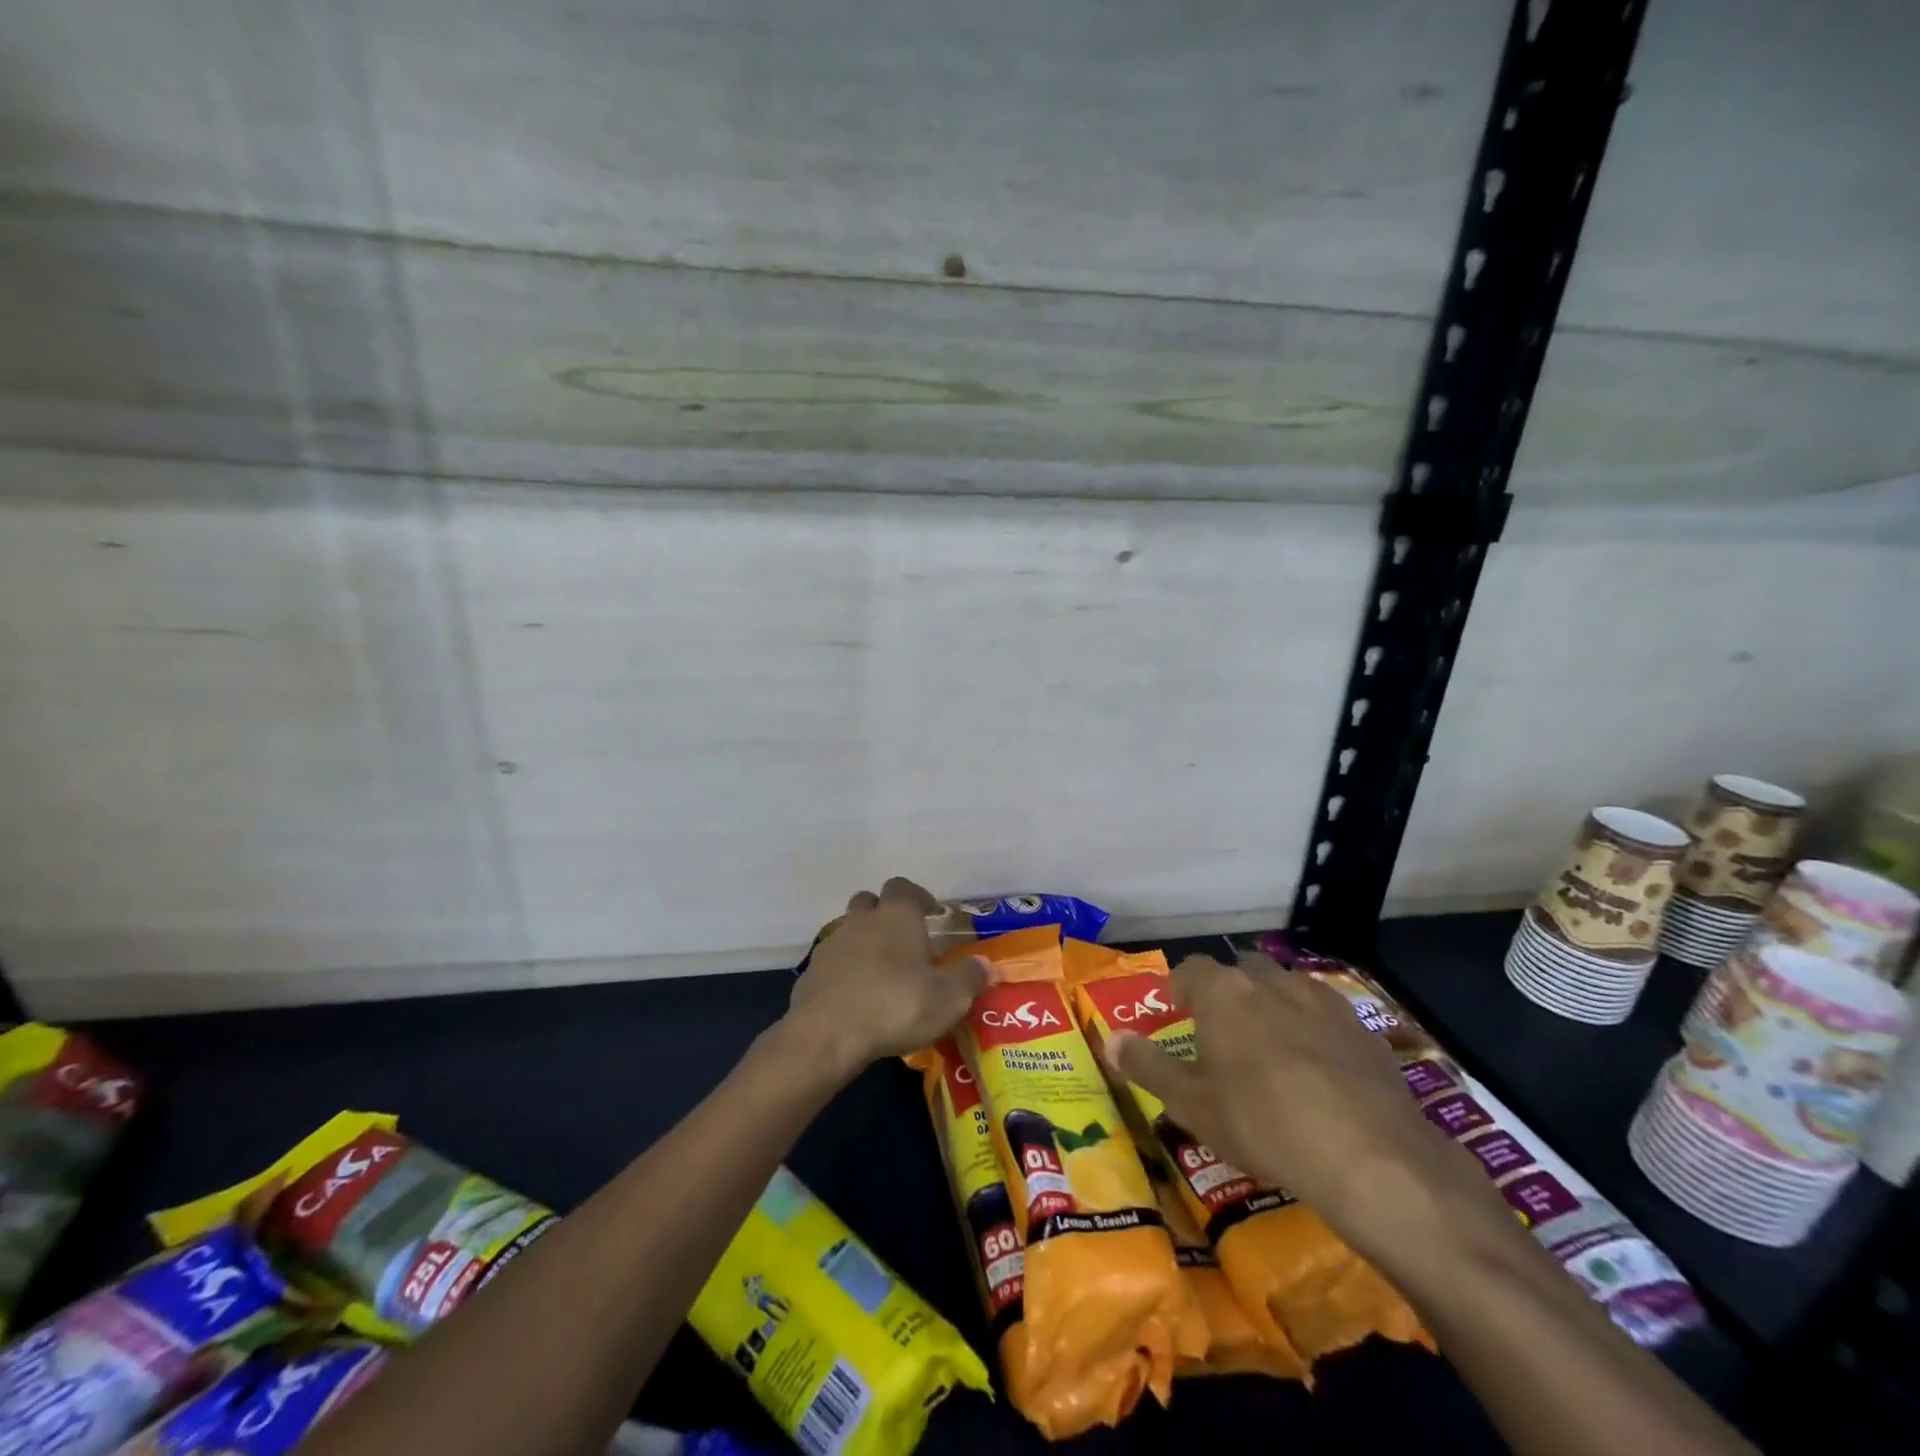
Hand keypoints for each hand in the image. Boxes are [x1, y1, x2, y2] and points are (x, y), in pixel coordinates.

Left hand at [784, 879, 987, 1076]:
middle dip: (885, 913)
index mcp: (896, 916)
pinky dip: (845, 971)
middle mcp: (862, 920)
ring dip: (864, 941)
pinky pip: (833, 962)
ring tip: (882, 971)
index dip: (919, 896)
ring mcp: (832, 945)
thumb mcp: (948, 998)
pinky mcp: (811, 973)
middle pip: (870, 901)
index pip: (904, 887)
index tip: (932, 913)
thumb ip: (969, 977)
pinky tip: (857, 996)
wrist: (827, 1034)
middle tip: (904, 939)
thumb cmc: (896, 1005)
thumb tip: (985, 965)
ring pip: (849, 930)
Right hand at [1103, 952, 1498, 1252]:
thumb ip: (1148, 1066)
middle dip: (1229, 991)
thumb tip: (1109, 1039)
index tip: (1177, 1009)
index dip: (1181, 986)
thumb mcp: (1192, 1104)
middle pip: (1242, 971)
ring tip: (1269, 1044)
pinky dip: (1312, 1027)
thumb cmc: (1262, 1124)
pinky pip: (1325, 1014)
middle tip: (1222, 1029)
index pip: (1192, 969)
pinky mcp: (1363, 1029)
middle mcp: (1271, 982)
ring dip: (1272, 1004)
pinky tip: (1317, 1067)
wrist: (1370, 1157)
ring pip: (1286, 987)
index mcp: (1224, 993)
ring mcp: (1322, 1001)